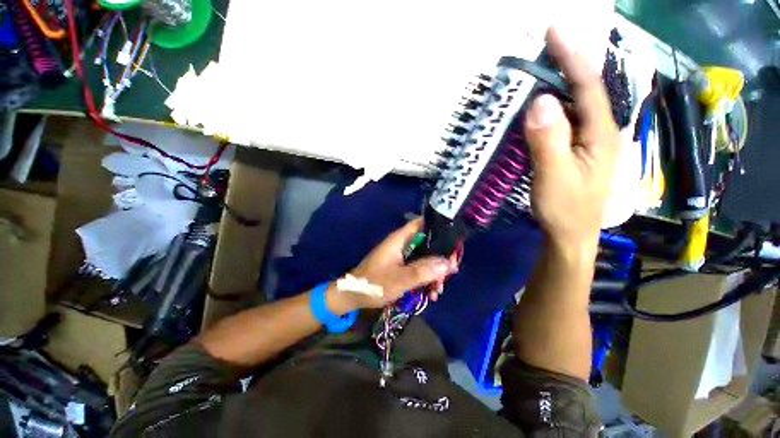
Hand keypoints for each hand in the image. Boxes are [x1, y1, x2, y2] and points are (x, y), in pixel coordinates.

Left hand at [327, 218, 457, 312]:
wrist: (353, 297)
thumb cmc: (373, 284)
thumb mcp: (400, 279)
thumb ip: (423, 271)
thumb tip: (448, 263)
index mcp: (399, 239)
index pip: (421, 223)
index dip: (438, 227)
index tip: (454, 238)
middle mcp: (402, 244)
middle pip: (427, 242)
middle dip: (440, 256)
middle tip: (452, 270)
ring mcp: (401, 256)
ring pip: (424, 257)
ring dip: (434, 271)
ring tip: (439, 290)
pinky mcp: (400, 266)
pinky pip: (418, 268)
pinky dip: (426, 278)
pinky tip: (431, 293)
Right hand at [524, 27, 619, 250]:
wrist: (570, 234)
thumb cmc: (565, 209)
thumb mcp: (554, 176)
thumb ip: (549, 140)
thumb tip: (539, 101)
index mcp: (600, 134)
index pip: (588, 86)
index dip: (572, 57)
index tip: (554, 31)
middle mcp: (599, 132)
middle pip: (586, 90)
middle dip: (568, 63)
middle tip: (545, 46)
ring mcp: (587, 142)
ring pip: (576, 104)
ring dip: (559, 83)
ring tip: (541, 67)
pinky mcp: (575, 151)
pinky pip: (566, 121)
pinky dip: (553, 107)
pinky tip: (540, 106)